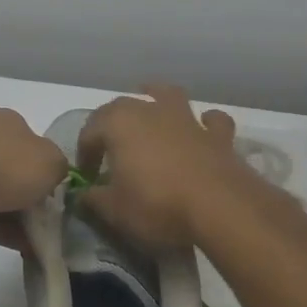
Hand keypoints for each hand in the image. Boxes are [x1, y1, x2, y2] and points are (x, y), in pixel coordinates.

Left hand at [0, 109, 68, 249]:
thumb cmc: (5, 167)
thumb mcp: (52, 161)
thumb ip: (61, 167)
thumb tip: (54, 176)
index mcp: (6, 122)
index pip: (34, 143)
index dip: (49, 168)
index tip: (60, 192)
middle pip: (16, 171)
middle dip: (34, 197)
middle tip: (53, 221)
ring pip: (0, 196)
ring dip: (21, 218)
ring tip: (43, 242)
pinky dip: (5, 232)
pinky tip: (25, 250)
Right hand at [75, 85, 258, 248]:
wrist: (221, 209)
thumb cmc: (157, 205)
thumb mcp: (114, 210)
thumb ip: (94, 199)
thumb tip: (84, 194)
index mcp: (118, 123)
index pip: (90, 132)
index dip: (85, 154)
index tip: (86, 178)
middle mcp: (150, 111)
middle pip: (122, 107)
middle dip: (111, 124)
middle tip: (109, 150)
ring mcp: (187, 119)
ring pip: (167, 96)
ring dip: (156, 100)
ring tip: (151, 111)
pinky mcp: (218, 136)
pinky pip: (210, 121)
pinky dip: (205, 123)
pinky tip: (202, 131)